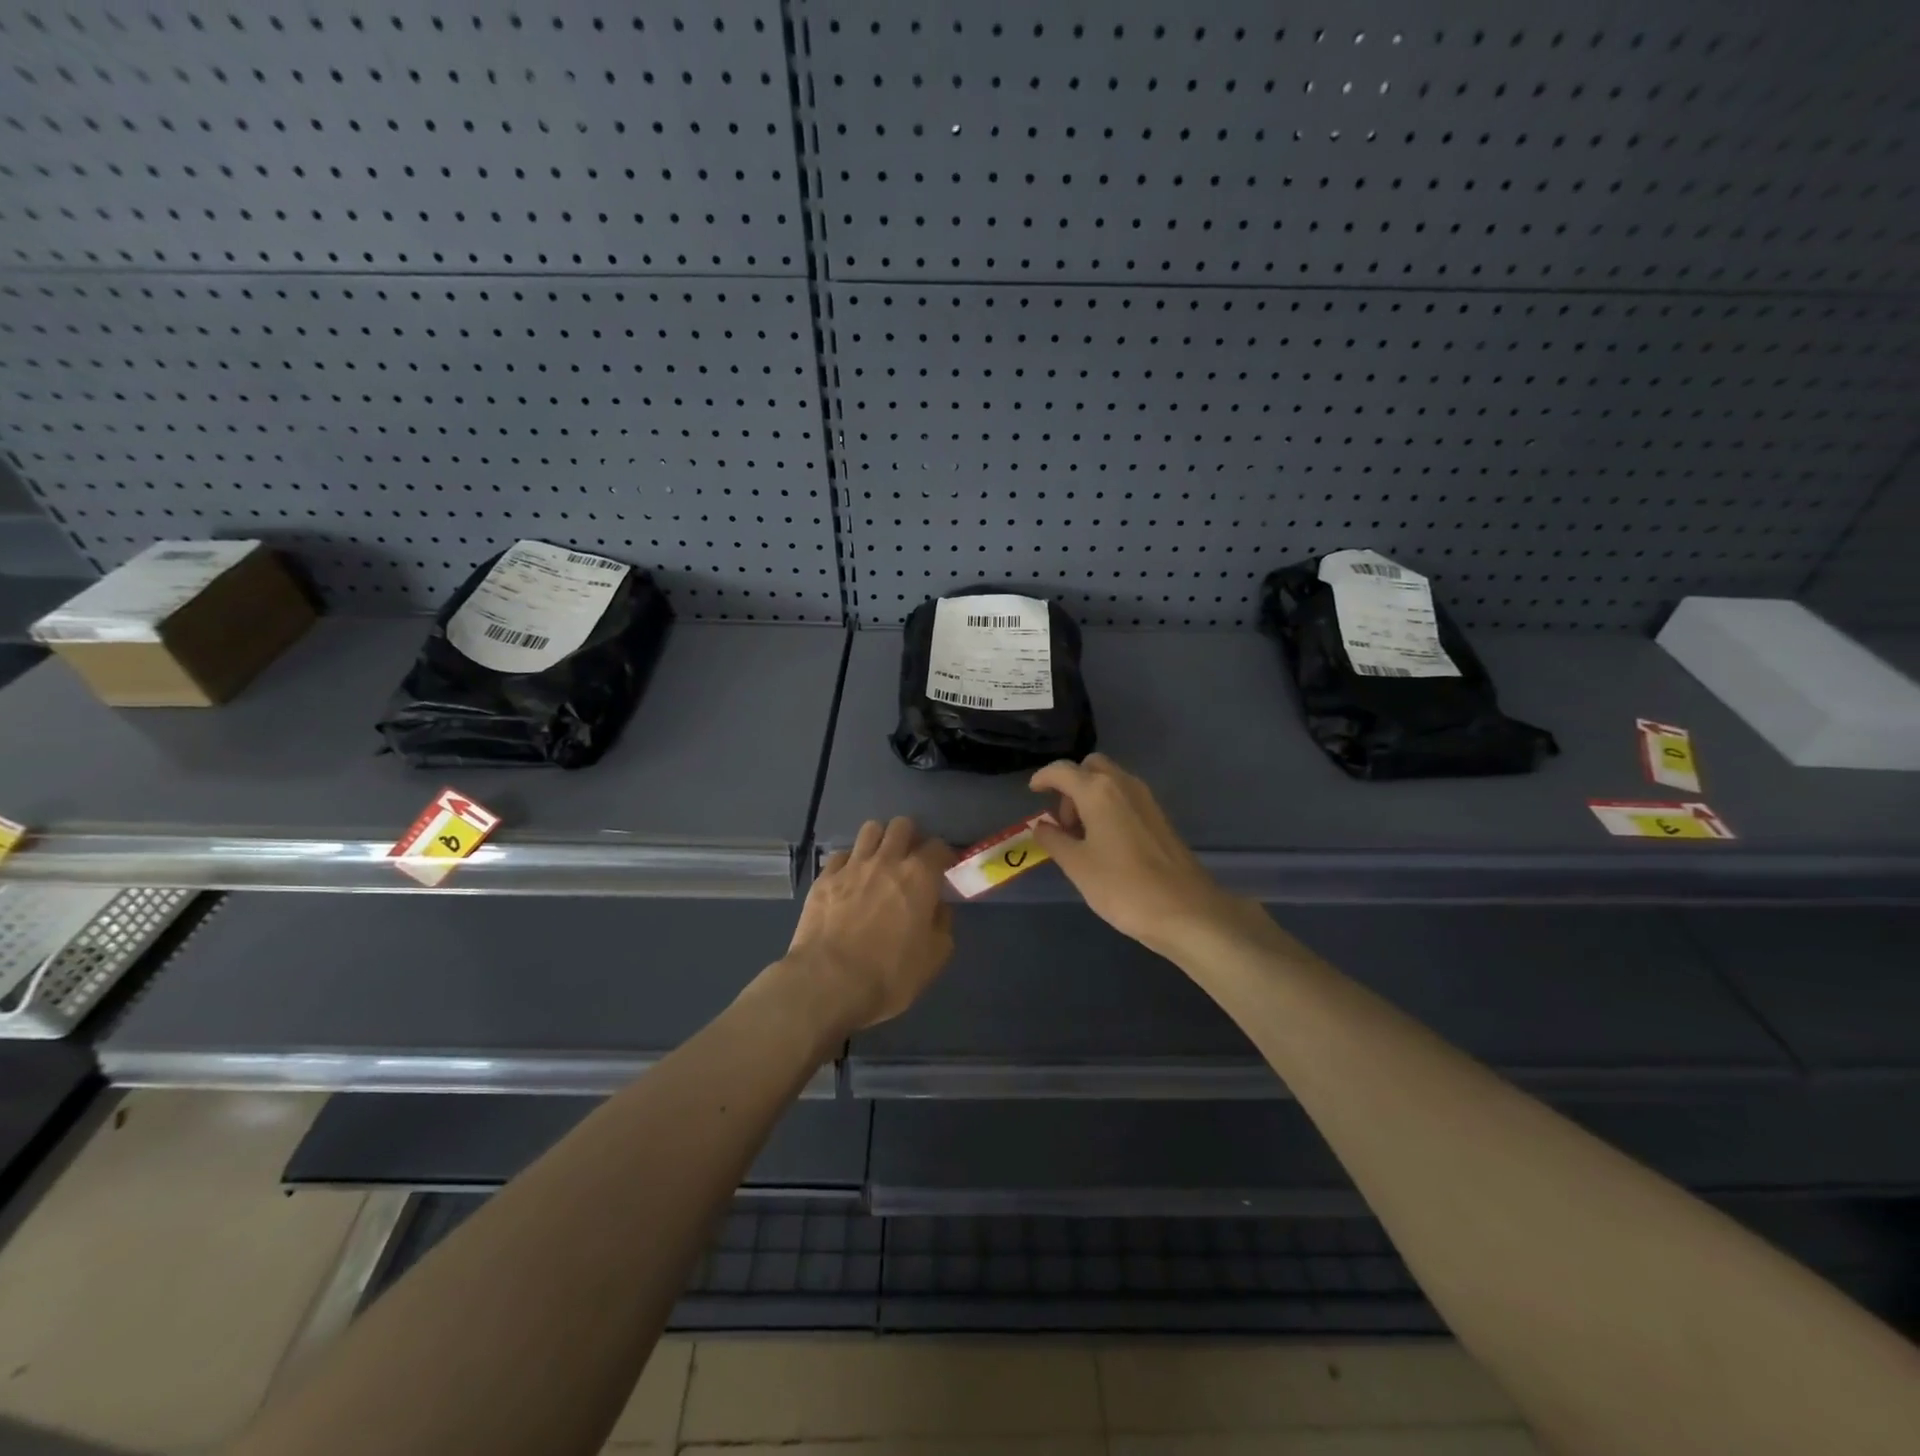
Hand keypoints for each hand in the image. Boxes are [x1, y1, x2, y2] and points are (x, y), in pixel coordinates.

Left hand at [779, 817, 955, 1035]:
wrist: (828, 982)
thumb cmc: (889, 974)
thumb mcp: (934, 957)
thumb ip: (942, 924)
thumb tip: (938, 907)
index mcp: (919, 876)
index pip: (938, 846)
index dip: (943, 856)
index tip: (943, 869)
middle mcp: (887, 860)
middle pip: (902, 825)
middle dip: (910, 837)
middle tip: (910, 860)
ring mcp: (852, 866)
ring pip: (870, 830)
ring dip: (880, 840)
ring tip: (880, 861)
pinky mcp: (824, 878)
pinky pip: (841, 855)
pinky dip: (850, 862)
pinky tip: (850, 880)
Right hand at [1031, 753, 1242, 955]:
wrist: (1186, 910)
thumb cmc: (1123, 887)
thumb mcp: (1077, 866)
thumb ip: (1054, 840)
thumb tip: (1041, 826)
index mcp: (1098, 791)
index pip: (1062, 770)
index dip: (1043, 778)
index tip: (1033, 792)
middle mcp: (1124, 784)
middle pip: (1090, 767)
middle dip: (1071, 785)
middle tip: (1063, 822)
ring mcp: (1146, 799)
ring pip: (1110, 782)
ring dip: (1090, 797)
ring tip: (1081, 838)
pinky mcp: (1159, 817)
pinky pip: (1125, 798)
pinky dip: (1108, 807)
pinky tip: (1105, 843)